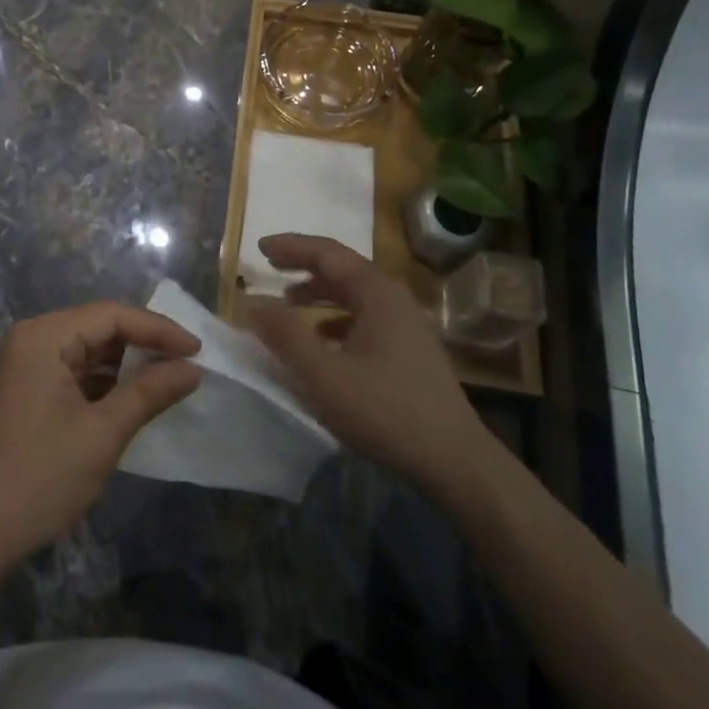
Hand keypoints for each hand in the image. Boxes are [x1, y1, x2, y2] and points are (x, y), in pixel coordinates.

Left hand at [0, 303, 201, 566]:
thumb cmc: (39, 478)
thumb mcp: (102, 434)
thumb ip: (149, 392)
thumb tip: (192, 369)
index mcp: (44, 336)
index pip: (112, 315)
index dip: (158, 329)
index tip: (197, 350)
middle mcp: (32, 338)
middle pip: (99, 326)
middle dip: (144, 344)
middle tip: (186, 363)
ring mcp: (25, 363)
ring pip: (88, 349)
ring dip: (126, 364)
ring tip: (168, 379)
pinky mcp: (26, 389)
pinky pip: (74, 370)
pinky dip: (104, 382)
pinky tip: (132, 397)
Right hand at [247, 234, 488, 494]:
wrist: (456, 462)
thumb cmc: (386, 411)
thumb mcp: (324, 375)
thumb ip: (285, 335)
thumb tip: (253, 302)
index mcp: (376, 292)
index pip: (327, 252)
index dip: (291, 247)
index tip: (260, 247)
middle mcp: (394, 298)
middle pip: (342, 269)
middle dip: (304, 266)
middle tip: (270, 267)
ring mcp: (407, 324)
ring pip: (355, 295)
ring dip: (320, 294)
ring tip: (289, 305)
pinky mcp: (411, 351)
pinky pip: (366, 319)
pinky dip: (337, 320)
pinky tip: (324, 342)